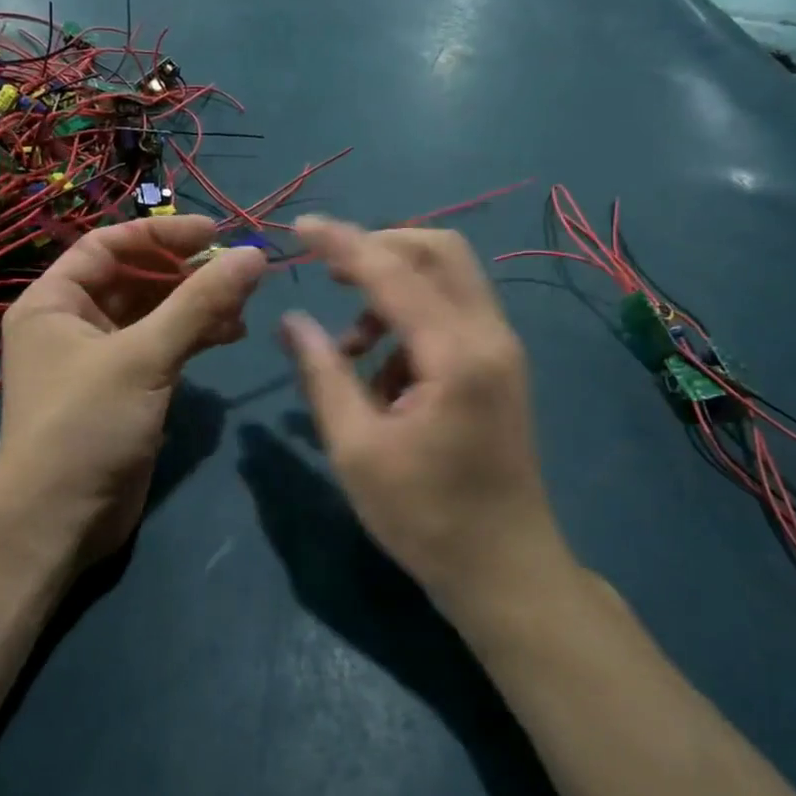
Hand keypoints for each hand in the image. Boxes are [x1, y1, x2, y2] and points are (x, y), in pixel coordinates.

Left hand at [0, 216, 265, 566]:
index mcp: (55, 302)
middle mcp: (73, 323)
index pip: (108, 245)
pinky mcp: (124, 390)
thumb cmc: (86, 425)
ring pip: (154, 315)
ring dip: (196, 306)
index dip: (160, 235)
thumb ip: (200, 304)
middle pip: (135, 279)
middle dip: (186, 273)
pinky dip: (193, 338)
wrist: (59, 521)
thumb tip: (254, 255)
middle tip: (238, 271)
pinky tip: (230, 335)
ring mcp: (100, 359)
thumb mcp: (144, 357)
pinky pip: (161, 347)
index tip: (215, 234)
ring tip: (244, 306)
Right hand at [279, 217, 570, 623]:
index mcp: (456, 353)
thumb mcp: (356, 448)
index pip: (394, 271)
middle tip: (330, 274)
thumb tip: (291, 321)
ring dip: (393, 291)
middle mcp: (489, 335)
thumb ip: (323, 374)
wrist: (505, 569)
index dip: (343, 242)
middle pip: (439, 251)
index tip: (299, 226)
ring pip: (448, 279)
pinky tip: (381, 376)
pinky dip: (411, 322)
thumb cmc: (425, 516)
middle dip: (379, 249)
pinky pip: (452, 314)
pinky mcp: (499, 366)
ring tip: (349, 348)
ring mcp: (501, 349)